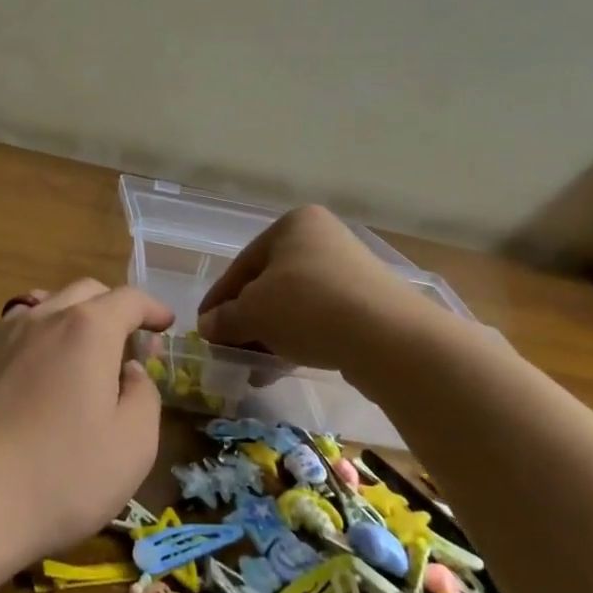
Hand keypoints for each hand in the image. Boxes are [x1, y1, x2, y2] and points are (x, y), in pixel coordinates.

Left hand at [0, 280, 172, 567]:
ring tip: (78, 349)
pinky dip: (32, 336)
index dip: (152, 308)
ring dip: (69, 317)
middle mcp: (42, 317)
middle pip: (84, 292)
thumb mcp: (132, 446)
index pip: (128, 299)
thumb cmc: (60, 476)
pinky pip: (9, 329)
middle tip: (127, 341)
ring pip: (42, 304)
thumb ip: (143, 396)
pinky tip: (30, 367)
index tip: (165, 324)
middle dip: (112, 307)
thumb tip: (129, 370)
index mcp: (87, 329)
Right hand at [197, 206, 439, 366]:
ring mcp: (349, 272)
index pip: (243, 264)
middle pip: (269, 283)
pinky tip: (281, 367)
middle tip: (228, 347)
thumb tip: (207, 326)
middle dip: (246, 318)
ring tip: (252, 365)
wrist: (388, 337)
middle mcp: (322, 240)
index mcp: (293, 225)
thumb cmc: (308, 306)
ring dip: (270, 333)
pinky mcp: (368, 304)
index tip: (204, 327)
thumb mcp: (253, 312)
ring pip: (294, 304)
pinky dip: (298, 339)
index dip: (219, 298)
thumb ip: (225, 318)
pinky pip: (320, 319)